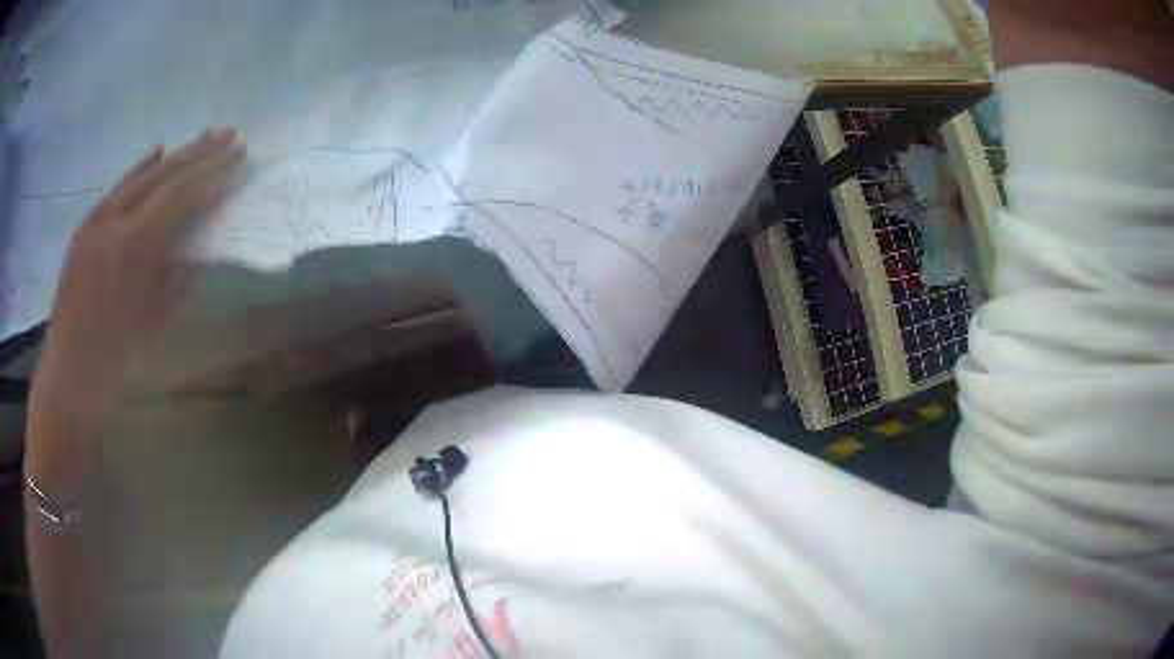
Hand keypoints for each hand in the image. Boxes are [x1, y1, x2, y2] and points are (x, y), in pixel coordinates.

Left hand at [31, 128, 245, 421]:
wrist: (69, 373)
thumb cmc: (114, 357)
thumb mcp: (154, 319)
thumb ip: (178, 275)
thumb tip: (197, 245)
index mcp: (133, 245)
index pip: (179, 194)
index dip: (211, 171)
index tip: (237, 153)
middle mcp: (113, 219)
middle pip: (161, 174)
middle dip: (197, 152)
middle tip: (227, 133)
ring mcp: (96, 219)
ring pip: (139, 175)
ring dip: (173, 155)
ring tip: (201, 137)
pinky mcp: (86, 226)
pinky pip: (117, 189)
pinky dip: (139, 168)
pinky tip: (156, 150)